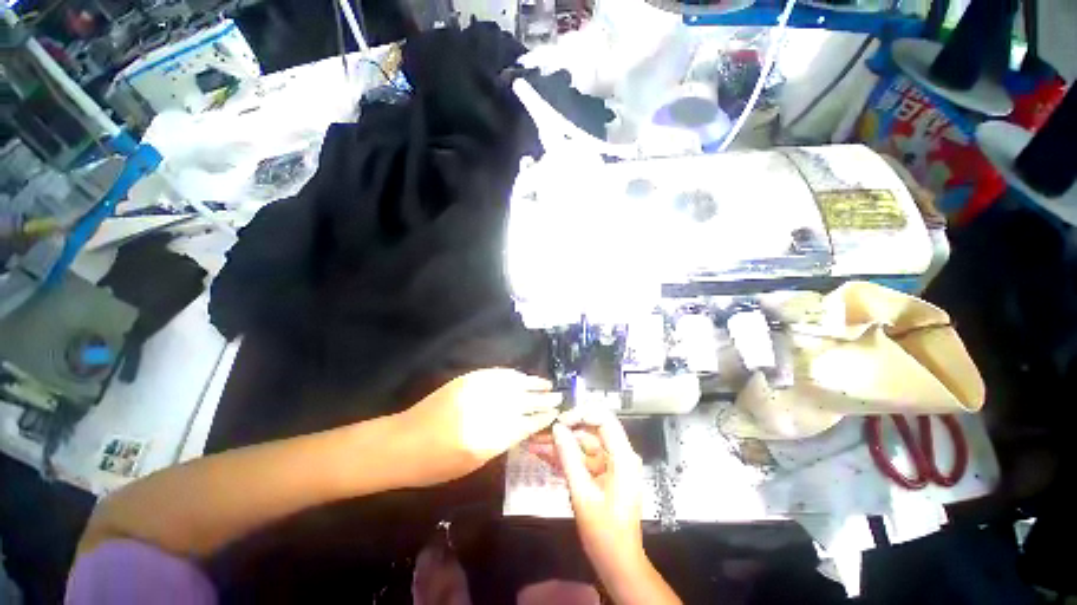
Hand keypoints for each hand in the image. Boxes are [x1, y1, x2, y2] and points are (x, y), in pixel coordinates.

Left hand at [396, 368, 560, 485]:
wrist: (401, 443)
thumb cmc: (435, 465)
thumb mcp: (473, 464)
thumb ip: (501, 443)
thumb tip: (523, 427)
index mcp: (488, 439)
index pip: (525, 424)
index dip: (542, 418)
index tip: (555, 414)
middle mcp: (485, 411)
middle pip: (523, 402)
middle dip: (543, 399)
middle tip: (559, 396)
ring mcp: (475, 391)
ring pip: (513, 384)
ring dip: (532, 383)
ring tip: (547, 384)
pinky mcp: (467, 380)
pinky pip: (496, 374)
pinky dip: (512, 374)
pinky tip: (522, 376)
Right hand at [551, 408, 647, 581]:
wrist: (617, 565)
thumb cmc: (604, 533)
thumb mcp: (582, 494)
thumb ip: (569, 457)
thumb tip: (557, 428)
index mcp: (622, 457)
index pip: (603, 419)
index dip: (581, 414)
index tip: (559, 422)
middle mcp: (618, 456)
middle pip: (590, 431)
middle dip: (564, 431)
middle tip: (539, 433)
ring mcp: (609, 465)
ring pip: (582, 445)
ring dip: (560, 445)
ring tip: (534, 443)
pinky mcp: (601, 475)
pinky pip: (581, 460)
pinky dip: (564, 458)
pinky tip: (543, 455)